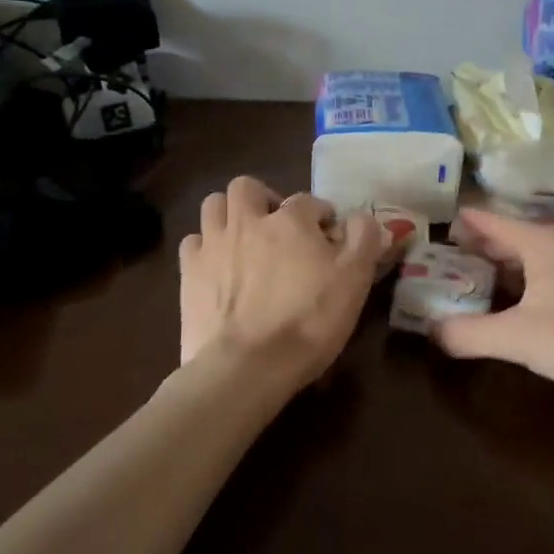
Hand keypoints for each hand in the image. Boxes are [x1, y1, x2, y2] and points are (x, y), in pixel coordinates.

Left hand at [178, 176, 386, 389]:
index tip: (328, 237)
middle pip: (247, 187)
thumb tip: (365, 218)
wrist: (247, 367)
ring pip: (214, 205)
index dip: (321, 216)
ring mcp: (213, 245)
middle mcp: (247, 221)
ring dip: (229, 214)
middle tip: (276, 225)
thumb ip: (364, 240)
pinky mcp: (188, 273)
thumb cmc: (308, 321)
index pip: (308, 201)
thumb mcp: (354, 281)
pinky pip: (193, 242)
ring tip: (244, 238)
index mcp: (290, 220)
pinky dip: (205, 246)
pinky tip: (217, 265)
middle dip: (263, 198)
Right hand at [432, 209, 553, 403]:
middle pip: (515, 234)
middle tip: (451, 259)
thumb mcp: (519, 340)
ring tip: (486, 278)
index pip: (490, 220)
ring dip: (511, 261)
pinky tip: (535, 300)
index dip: (462, 223)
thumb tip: (433, 332)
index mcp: (541, 241)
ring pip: (540, 251)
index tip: (437, 227)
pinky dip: (536, 275)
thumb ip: (469, 335)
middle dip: (483, 245)